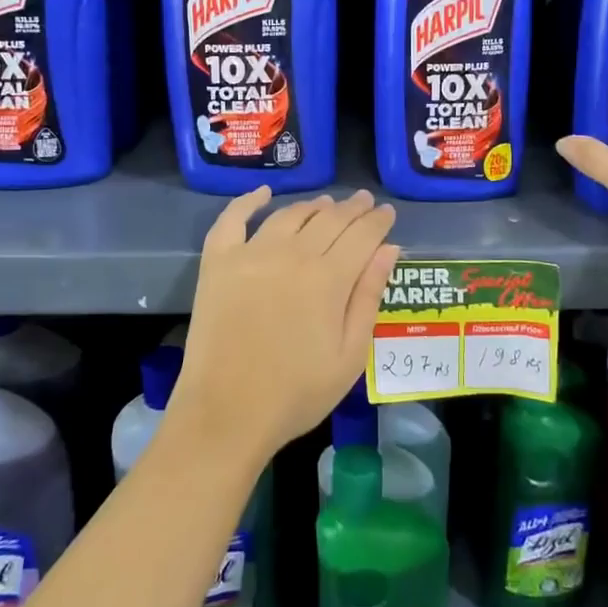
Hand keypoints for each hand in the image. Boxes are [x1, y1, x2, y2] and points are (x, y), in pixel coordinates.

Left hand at [171, 187, 400, 468]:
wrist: (227, 413)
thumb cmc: (297, 392)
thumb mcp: (350, 355)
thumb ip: (369, 296)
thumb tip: (389, 249)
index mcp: (328, 278)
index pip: (362, 235)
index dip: (378, 221)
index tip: (388, 213)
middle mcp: (292, 254)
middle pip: (329, 219)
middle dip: (352, 208)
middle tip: (363, 201)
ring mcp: (251, 254)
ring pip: (289, 215)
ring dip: (313, 205)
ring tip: (326, 204)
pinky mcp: (218, 262)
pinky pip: (233, 219)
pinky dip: (248, 201)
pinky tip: (263, 194)